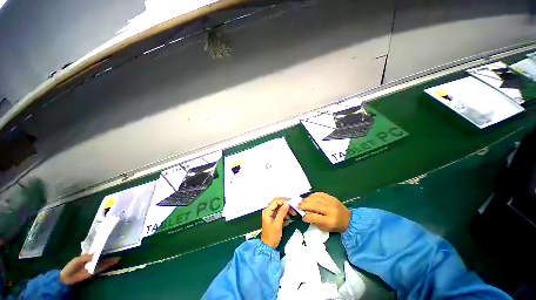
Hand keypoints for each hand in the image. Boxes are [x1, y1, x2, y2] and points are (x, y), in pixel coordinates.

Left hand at [60, 254, 119, 284]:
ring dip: (110, 261)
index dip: (104, 250)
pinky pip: (101, 269)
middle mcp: (92, 261)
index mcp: (88, 257)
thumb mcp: (77, 260)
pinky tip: (112, 264)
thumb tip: (95, 253)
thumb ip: (86, 257)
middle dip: (110, 257)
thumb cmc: (71, 266)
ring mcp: (93, 267)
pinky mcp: (93, 273)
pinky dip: (107, 266)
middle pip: (102, 258)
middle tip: (118, 254)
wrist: (67, 277)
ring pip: (104, 263)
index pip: (97, 253)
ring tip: (118, 259)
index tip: (111, 247)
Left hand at [261, 198, 293, 248]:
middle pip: (277, 202)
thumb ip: (282, 213)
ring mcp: (271, 213)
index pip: (275, 201)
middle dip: (285, 203)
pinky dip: (285, 212)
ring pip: (279, 206)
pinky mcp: (274, 217)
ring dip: (286, 208)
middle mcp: (268, 210)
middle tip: (293, 206)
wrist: (269, 246)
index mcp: (267, 211)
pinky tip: (290, 214)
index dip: (283, 201)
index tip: (291, 204)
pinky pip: (280, 211)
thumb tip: (287, 204)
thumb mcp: (278, 224)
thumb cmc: (272, 236)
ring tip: (293, 212)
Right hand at [298, 192, 350, 231]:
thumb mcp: (325, 228)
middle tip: (297, 206)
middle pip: (314, 205)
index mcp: (330, 221)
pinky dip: (312, 195)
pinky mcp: (331, 197)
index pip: (314, 217)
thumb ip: (315, 222)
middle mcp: (330, 210)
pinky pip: (319, 194)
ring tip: (301, 201)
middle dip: (304, 205)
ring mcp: (331, 202)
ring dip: (306, 199)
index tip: (302, 216)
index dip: (306, 216)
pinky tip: (309, 197)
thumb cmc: (336, 226)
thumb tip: (305, 214)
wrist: (349, 219)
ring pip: (315, 198)